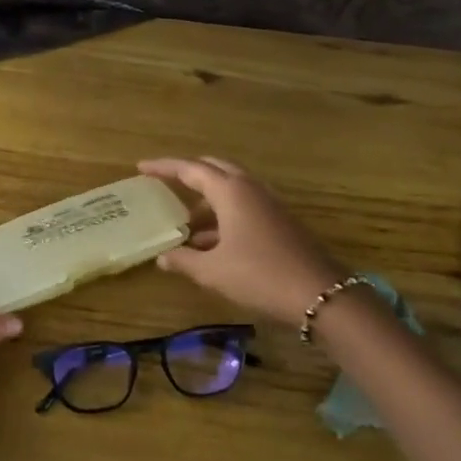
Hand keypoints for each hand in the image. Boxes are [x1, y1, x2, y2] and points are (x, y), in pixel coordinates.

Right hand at [138, 157, 345, 325]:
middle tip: (165, 186)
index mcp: (231, 191)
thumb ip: (184, 260)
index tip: (141, 167)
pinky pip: (244, 208)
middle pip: (214, 171)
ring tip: (184, 226)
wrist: (319, 294)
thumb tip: (162, 257)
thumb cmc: (259, 275)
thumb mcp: (213, 271)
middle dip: (189, 176)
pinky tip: (211, 244)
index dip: (164, 167)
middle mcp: (250, 189)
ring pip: (231, 191)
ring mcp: (269, 204)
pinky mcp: (280, 222)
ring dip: (207, 203)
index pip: (190, 169)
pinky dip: (224, 217)